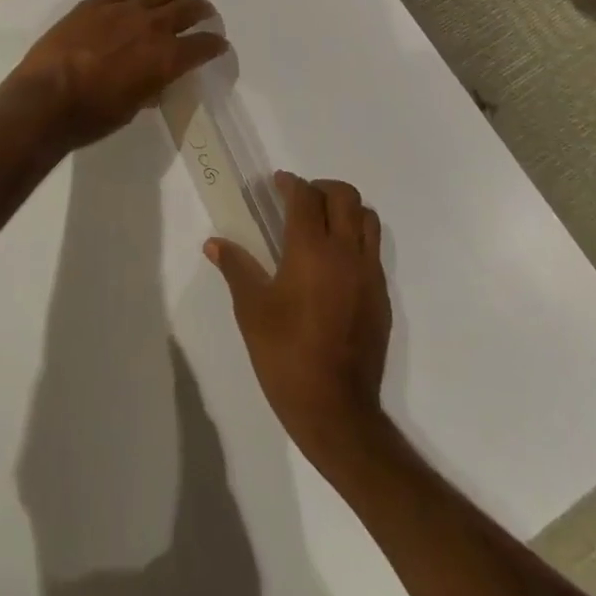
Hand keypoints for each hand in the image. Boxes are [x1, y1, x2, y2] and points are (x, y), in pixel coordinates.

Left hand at [1, 0, 227, 150]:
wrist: (46, 100)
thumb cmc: (92, 116)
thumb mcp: (133, 108)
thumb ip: (150, 87)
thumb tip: (155, 81)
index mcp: (167, 58)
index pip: (204, 45)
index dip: (215, 45)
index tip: (218, 45)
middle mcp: (152, 27)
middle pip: (189, 7)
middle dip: (202, 11)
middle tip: (204, 14)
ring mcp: (123, 10)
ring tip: (174, 2)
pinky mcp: (95, 4)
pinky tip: (127, 6)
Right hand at [207, 172, 391, 465]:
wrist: (336, 410)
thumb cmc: (286, 356)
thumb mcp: (251, 310)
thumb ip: (235, 268)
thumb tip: (214, 243)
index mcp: (311, 250)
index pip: (305, 197)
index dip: (290, 184)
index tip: (277, 184)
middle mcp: (346, 252)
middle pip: (344, 196)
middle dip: (321, 189)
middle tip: (300, 200)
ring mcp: (369, 274)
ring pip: (367, 218)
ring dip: (345, 210)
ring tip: (323, 224)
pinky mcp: (382, 296)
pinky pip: (374, 250)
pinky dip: (357, 239)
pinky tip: (335, 263)